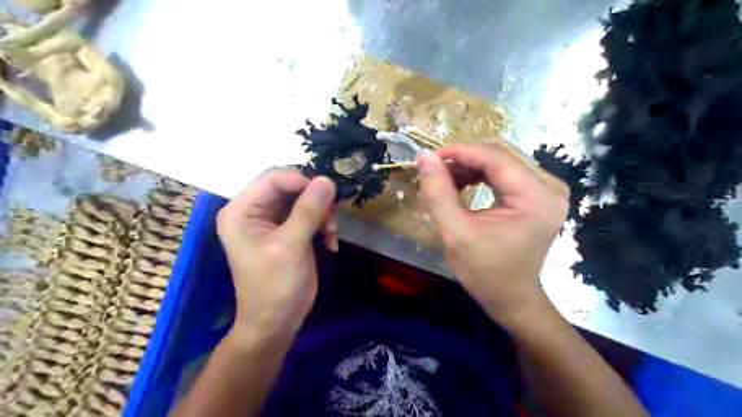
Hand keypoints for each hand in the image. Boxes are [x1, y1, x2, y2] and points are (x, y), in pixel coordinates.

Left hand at [216, 167, 337, 339]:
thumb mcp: (291, 246)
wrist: (277, 322)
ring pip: (303, 199)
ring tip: (331, 232)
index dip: (301, 180)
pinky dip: (323, 225)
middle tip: (332, 215)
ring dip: (322, 213)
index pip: (273, 178)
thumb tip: (327, 180)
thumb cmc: (275, 286)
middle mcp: (254, 211)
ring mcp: (272, 222)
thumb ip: (308, 211)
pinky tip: (330, 242)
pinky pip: (309, 215)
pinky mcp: (288, 231)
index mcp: (241, 211)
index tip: (327, 194)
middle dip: (314, 198)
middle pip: (289, 186)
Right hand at [416, 142, 568, 326]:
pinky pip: (506, 171)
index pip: (495, 158)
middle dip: (464, 158)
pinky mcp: (539, 194)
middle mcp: (549, 187)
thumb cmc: (485, 273)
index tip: (429, 159)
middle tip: (436, 171)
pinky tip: (463, 184)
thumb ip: (438, 193)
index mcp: (536, 198)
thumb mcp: (456, 234)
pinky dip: (481, 173)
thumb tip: (424, 157)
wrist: (512, 297)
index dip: (459, 153)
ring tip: (445, 180)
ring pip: (502, 159)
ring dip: (470, 165)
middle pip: (501, 154)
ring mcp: (547, 189)